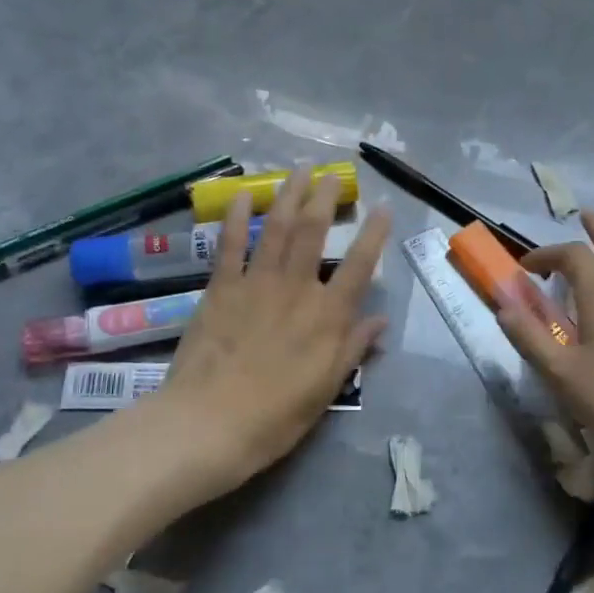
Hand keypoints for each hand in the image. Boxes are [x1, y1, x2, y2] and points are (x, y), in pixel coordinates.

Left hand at [156, 169, 390, 503]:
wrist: (210, 423)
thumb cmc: (276, 416)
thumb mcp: (326, 389)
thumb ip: (353, 349)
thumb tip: (380, 321)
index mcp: (328, 316)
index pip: (360, 265)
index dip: (374, 234)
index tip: (383, 207)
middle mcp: (297, 288)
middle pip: (314, 231)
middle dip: (325, 197)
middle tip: (333, 173)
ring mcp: (256, 283)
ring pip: (277, 227)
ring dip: (289, 194)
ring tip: (299, 169)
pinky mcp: (221, 287)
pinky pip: (230, 244)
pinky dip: (236, 216)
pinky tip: (243, 193)